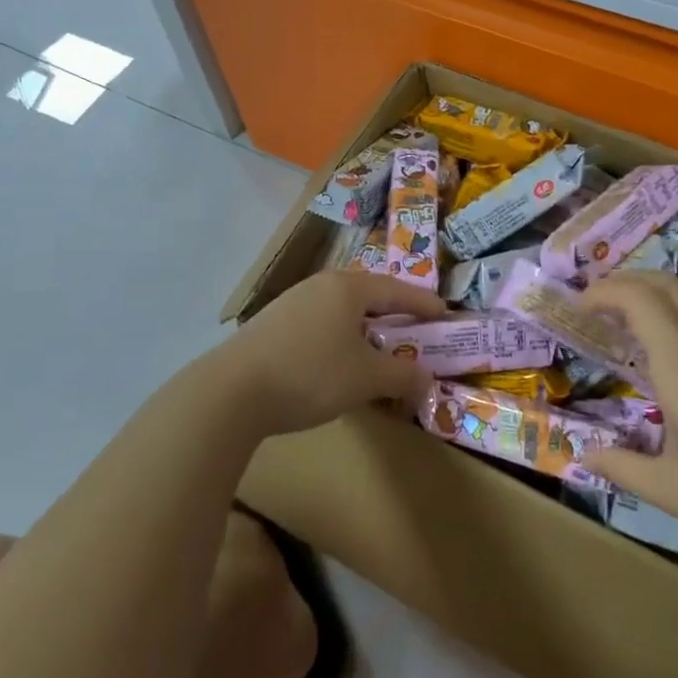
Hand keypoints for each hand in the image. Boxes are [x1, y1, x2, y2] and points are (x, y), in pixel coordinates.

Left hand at [204, 270, 447, 438]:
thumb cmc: (311, 374)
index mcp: (348, 288)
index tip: (445, 314)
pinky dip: (339, 337)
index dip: (423, 304)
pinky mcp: (271, 324)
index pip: (397, 290)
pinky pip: (319, 323)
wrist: (232, 391)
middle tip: (414, 330)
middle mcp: (320, 285)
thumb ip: (402, 375)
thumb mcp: (366, 378)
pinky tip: (337, 360)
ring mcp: (291, 302)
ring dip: (364, 327)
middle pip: (367, 295)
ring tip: (378, 347)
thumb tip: (426, 377)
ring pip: (341, 310)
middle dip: (393, 313)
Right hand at [579, 272, 677, 568]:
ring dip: (651, 300)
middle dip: (624, 281)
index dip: (602, 291)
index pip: (637, 298)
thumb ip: (622, 468)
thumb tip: (585, 455)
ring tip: (627, 331)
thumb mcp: (674, 491)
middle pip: (664, 284)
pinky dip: (676, 323)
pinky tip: (674, 365)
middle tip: (596, 303)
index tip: (577, 306)